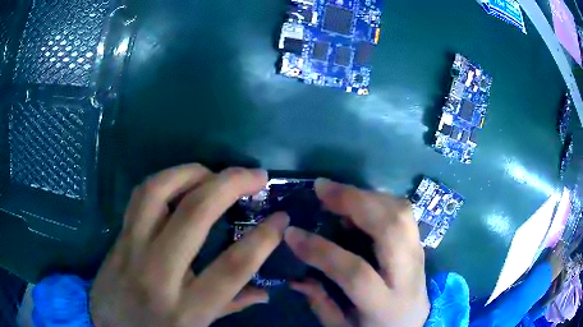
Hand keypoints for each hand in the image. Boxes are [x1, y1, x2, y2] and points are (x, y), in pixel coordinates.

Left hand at [90, 164, 288, 326]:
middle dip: (230, 185)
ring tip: (215, 173)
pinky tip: (183, 180)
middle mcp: (158, 274)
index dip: (263, 238)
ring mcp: (132, 249)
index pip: (232, 267)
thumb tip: (265, 292)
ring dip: (193, 172)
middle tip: (255, 176)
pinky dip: (166, 179)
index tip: (281, 217)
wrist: (107, 326)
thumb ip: (231, 307)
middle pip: (194, 216)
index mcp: (187, 308)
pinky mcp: (118, 237)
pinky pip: (140, 196)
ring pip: (158, 192)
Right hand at [285, 179, 429, 326]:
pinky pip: (405, 214)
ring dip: (369, 196)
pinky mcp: (421, 246)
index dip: (321, 250)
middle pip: (391, 229)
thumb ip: (320, 302)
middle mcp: (408, 276)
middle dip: (355, 202)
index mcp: (385, 305)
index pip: (355, 272)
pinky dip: (381, 200)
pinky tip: (361, 202)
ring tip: (340, 192)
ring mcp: (420, 257)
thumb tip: (295, 275)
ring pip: (403, 214)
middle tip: (323, 188)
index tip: (292, 233)